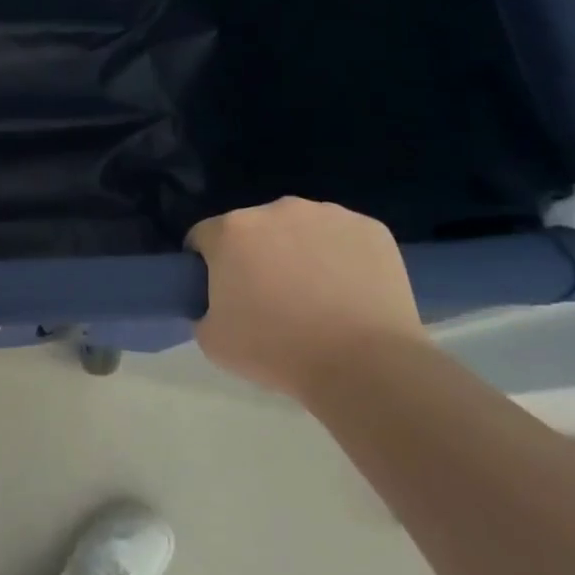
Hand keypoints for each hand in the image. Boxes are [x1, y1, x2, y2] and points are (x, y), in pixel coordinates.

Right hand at [187, 198, 423, 395]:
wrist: (364, 366)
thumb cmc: (277, 351)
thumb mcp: (212, 340)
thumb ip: (204, 309)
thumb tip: (220, 303)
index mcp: (232, 231)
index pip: (204, 237)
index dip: (206, 264)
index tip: (220, 292)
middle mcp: (277, 209)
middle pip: (254, 229)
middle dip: (256, 254)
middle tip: (270, 297)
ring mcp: (328, 214)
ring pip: (300, 229)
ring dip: (298, 251)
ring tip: (316, 296)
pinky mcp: (370, 228)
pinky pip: (343, 238)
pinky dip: (340, 257)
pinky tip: (348, 292)